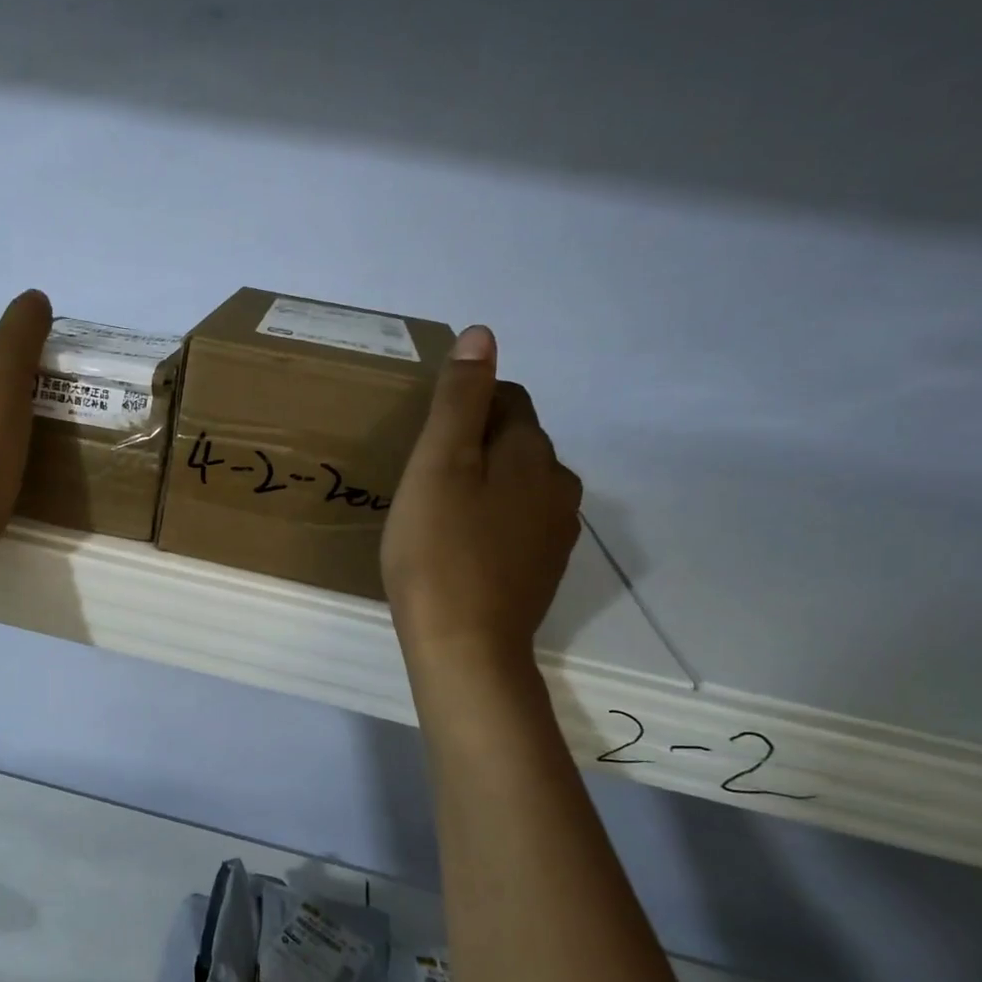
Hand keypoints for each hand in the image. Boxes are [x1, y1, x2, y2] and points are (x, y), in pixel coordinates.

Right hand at [382, 326, 581, 670]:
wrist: (466, 646)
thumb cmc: (439, 550)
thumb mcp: (438, 464)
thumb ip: (459, 399)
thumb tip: (483, 334)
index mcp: (533, 452)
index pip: (507, 398)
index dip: (464, 404)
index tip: (425, 433)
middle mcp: (559, 484)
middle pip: (516, 442)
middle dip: (475, 443)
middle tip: (422, 472)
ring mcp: (556, 531)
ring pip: (518, 485)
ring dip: (484, 484)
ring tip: (437, 509)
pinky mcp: (543, 568)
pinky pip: (517, 523)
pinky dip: (491, 521)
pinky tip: (459, 546)